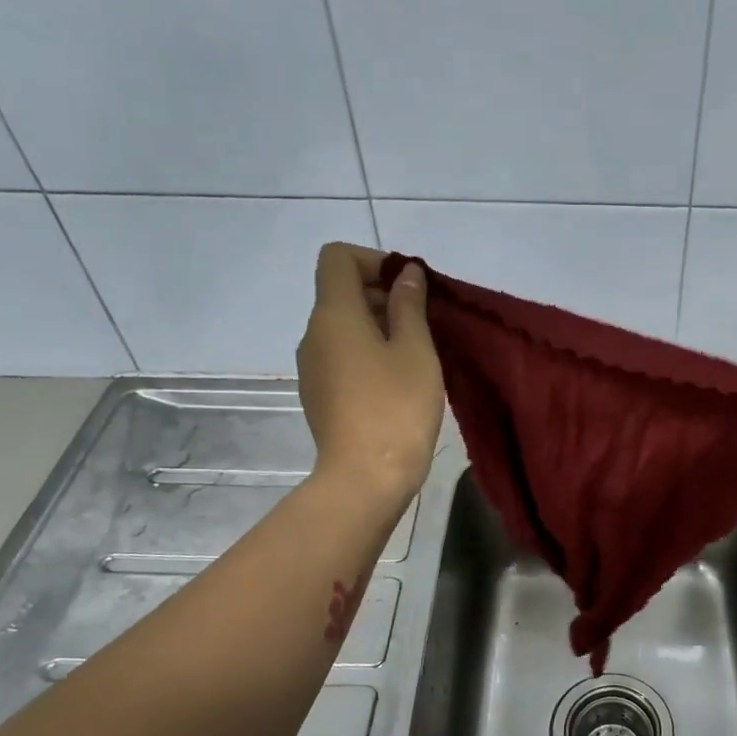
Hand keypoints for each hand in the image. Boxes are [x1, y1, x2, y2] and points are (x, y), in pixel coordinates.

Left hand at [297, 243, 443, 505]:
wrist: (366, 478)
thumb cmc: (396, 407)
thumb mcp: (415, 350)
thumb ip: (409, 306)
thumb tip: (406, 275)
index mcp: (333, 314)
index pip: (337, 257)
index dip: (374, 259)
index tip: (409, 286)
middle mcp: (313, 334)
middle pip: (340, 292)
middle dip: (381, 294)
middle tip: (424, 321)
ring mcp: (312, 368)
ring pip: (342, 327)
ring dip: (377, 327)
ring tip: (416, 354)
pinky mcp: (319, 396)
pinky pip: (341, 357)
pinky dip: (367, 354)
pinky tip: (396, 382)